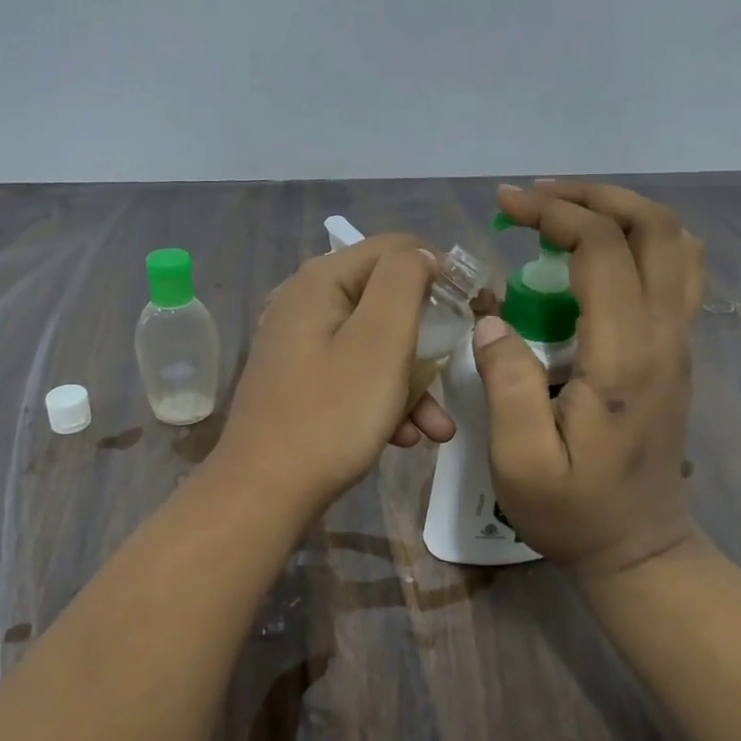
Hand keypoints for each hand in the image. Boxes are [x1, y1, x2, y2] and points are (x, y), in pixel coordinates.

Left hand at [213, 234, 455, 513]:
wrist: (263, 493)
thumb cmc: (331, 414)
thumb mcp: (380, 340)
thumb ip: (405, 282)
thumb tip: (420, 255)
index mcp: (321, 279)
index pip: (398, 248)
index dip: (443, 273)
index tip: (477, 311)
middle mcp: (304, 301)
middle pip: (386, 299)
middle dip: (429, 339)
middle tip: (460, 367)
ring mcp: (298, 344)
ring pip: (374, 344)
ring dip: (412, 381)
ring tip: (438, 427)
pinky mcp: (299, 381)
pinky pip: (353, 374)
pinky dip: (383, 399)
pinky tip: (405, 437)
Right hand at [474, 182, 705, 575]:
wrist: (640, 549)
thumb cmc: (574, 511)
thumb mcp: (520, 460)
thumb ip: (506, 384)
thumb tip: (491, 320)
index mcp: (626, 356)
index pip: (603, 249)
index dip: (553, 214)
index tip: (504, 206)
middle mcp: (665, 336)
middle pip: (655, 227)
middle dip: (593, 196)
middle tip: (536, 198)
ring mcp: (680, 342)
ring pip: (675, 244)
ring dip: (622, 212)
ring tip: (564, 214)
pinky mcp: (677, 351)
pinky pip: (675, 271)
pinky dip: (636, 240)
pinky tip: (592, 255)